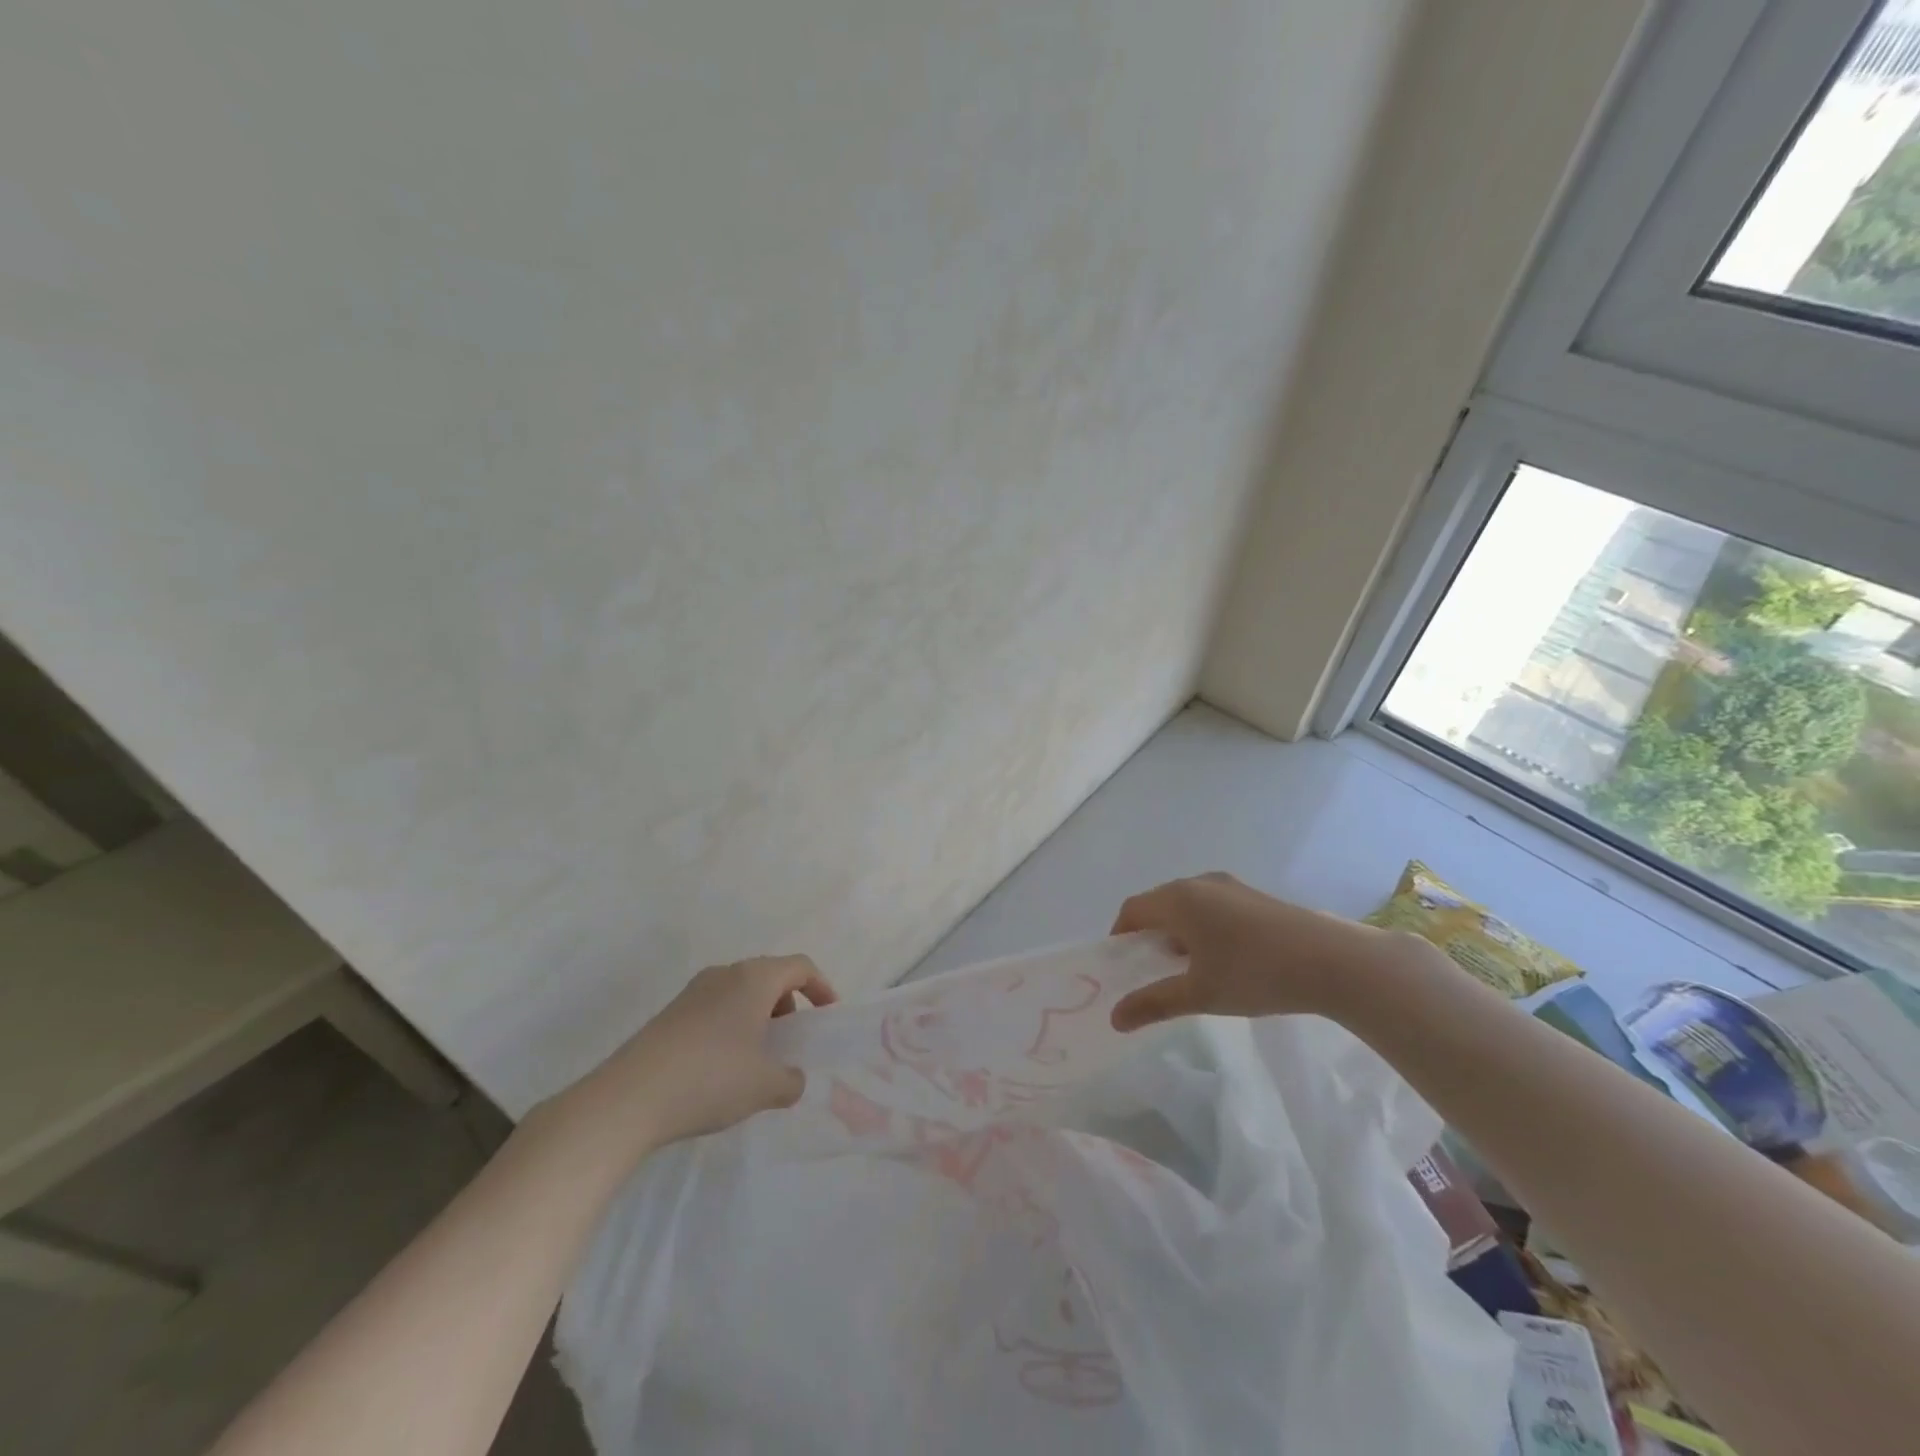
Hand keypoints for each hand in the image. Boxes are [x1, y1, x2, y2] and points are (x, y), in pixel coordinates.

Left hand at [571, 956, 837, 1149]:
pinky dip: (732, 1026)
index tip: (828, 1016)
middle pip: (769, 976)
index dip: (822, 987)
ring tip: (758, 1059)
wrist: (628, 1099)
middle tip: (792, 1041)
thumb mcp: (765, 1086)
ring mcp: (693, 991)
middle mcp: (725, 974)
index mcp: (754, 978)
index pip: (800, 966)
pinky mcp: (670, 1013)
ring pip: (740, 992)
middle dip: (788, 1005)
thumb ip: (791, 1080)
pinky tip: (723, 1067)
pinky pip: (716, 1008)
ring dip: (758, 1017)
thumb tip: (791, 1078)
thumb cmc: (710, 1079)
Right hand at [1108, 873, 1410, 1031]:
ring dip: (1177, 930)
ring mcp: (1231, 885)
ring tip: (1187, 968)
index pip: (1133, 909)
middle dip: (1148, 934)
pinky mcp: (1255, 896)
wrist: (1334, 961)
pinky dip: (1202, 926)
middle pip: (1158, 903)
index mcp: (1179, 899)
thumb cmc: (1255, 973)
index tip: (1122, 966)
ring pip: (1187, 904)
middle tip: (1150, 970)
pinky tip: (1222, 958)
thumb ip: (1154, 1003)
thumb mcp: (1200, 994)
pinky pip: (1212, 905)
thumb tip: (1115, 1018)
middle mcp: (1199, 883)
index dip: (1120, 935)